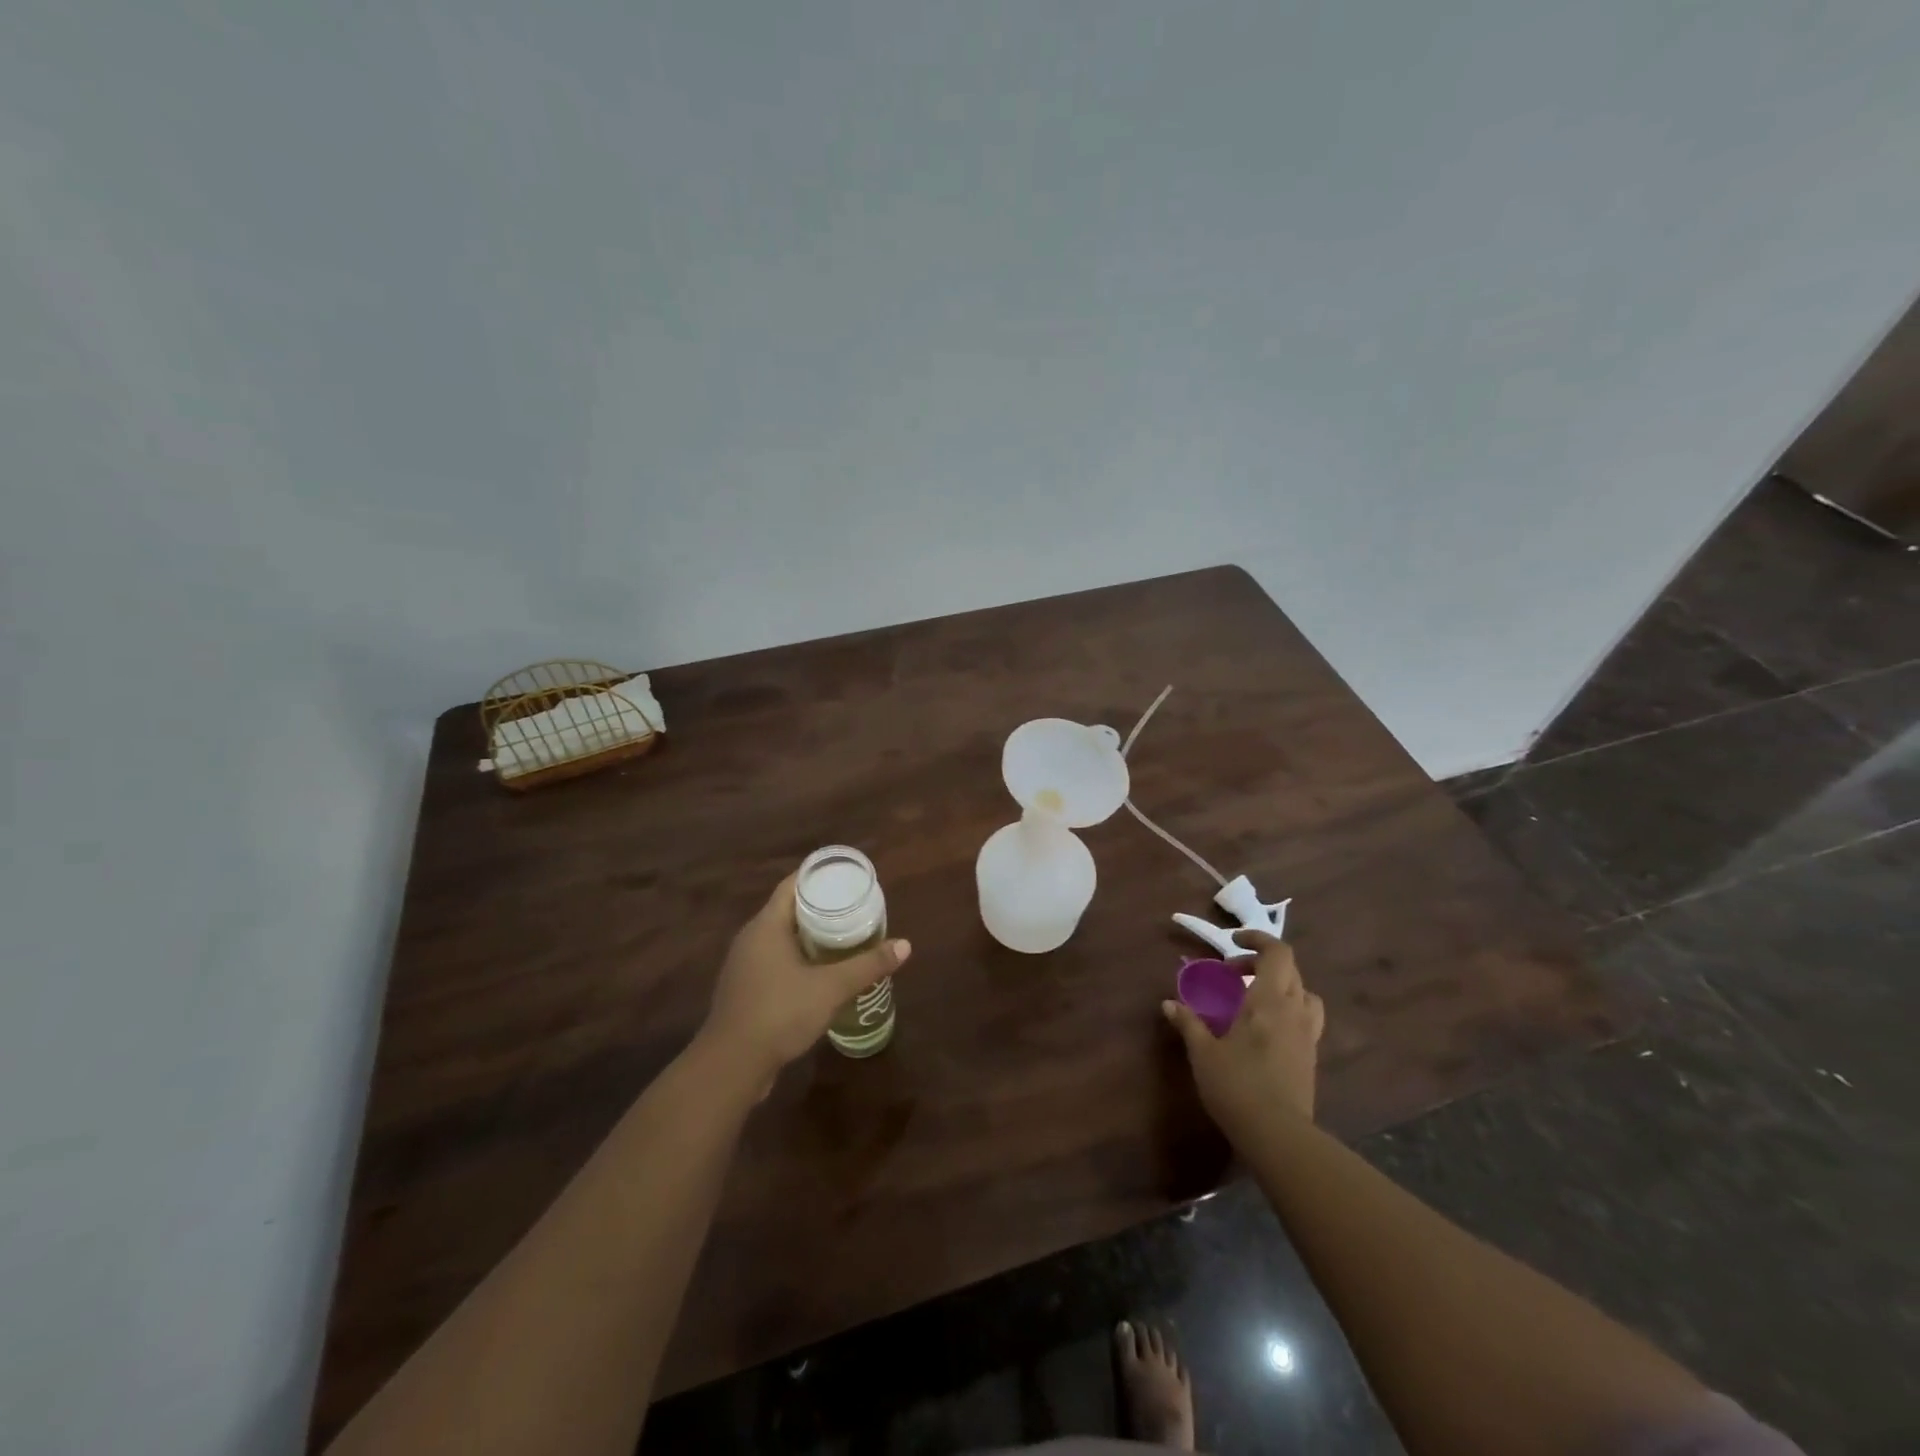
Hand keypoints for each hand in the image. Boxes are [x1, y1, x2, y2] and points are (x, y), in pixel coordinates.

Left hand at [700, 872, 911, 1084]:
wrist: (731, 1065)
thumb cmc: (779, 1013)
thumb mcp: (831, 988)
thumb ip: (867, 965)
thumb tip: (905, 945)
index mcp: (766, 925)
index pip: (792, 885)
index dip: (818, 877)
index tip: (846, 877)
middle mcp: (751, 938)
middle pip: (788, 910)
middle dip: (820, 907)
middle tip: (854, 907)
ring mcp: (744, 965)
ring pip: (781, 938)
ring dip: (809, 935)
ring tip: (843, 937)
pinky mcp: (744, 990)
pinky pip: (775, 961)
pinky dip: (798, 958)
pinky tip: (819, 973)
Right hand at [1162, 931, 1323, 1140]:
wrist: (1278, 1136)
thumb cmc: (1236, 1086)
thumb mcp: (1203, 1053)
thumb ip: (1189, 1023)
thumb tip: (1168, 1003)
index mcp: (1268, 1000)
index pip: (1277, 952)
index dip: (1257, 938)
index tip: (1233, 942)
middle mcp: (1294, 1010)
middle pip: (1290, 970)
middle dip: (1262, 962)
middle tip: (1234, 973)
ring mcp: (1308, 1035)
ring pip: (1304, 994)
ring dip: (1282, 986)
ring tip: (1256, 999)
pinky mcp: (1311, 1057)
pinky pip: (1306, 1018)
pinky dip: (1288, 1011)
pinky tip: (1266, 1030)